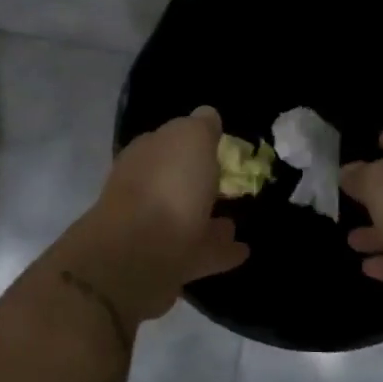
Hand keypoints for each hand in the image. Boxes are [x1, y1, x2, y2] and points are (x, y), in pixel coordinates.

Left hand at [58, 106, 248, 325]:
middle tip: (232, 183)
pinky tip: (243, 250)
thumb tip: (207, 116)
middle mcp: (145, 189)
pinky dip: (219, 251)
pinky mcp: (166, 265)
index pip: (169, 141)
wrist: (138, 256)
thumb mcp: (190, 139)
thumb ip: (201, 127)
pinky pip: (199, 253)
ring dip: (210, 219)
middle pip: (176, 181)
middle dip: (199, 182)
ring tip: (237, 221)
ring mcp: (154, 230)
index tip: (220, 146)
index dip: (194, 141)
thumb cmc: (168, 187)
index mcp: (147, 155)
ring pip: (187, 219)